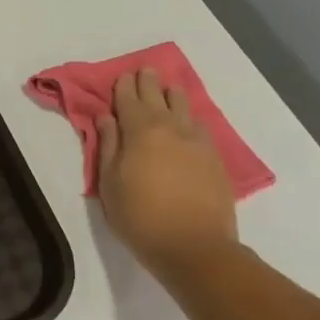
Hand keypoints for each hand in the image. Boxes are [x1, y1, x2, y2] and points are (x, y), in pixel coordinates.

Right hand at [96, 68, 238, 282]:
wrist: (195, 247)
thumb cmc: (141, 217)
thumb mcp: (110, 183)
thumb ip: (108, 145)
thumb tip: (106, 117)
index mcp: (139, 130)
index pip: (128, 98)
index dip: (123, 86)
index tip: (121, 76)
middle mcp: (169, 126)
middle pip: (157, 95)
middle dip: (148, 81)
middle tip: (144, 72)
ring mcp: (196, 140)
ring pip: (183, 105)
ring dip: (171, 94)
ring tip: (167, 90)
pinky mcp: (214, 157)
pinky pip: (199, 125)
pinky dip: (189, 117)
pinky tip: (187, 121)